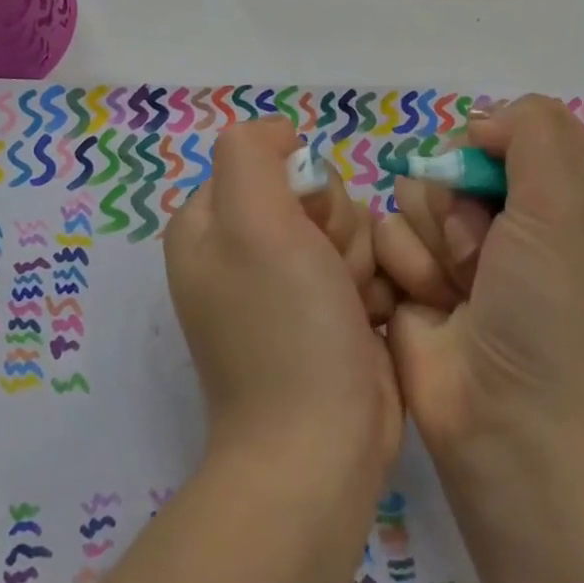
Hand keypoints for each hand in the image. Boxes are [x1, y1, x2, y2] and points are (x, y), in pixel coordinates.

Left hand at [163, 118, 402, 480]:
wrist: (320, 446)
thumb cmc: (285, 326)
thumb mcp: (252, 221)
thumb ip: (251, 153)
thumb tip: (283, 136)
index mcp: (210, 223)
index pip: (271, 159)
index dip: (300, 187)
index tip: (304, 231)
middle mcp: (243, 249)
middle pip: (316, 192)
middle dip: (335, 228)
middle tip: (329, 274)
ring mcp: (286, 284)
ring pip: (349, 226)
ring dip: (360, 261)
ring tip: (350, 307)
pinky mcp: (326, 312)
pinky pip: (365, 266)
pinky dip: (373, 289)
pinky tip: (367, 323)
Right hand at [375, 96, 583, 462]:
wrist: (507, 424)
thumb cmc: (552, 314)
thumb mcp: (568, 206)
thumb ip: (535, 131)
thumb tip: (481, 123)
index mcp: (567, 198)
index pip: (518, 129)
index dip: (499, 144)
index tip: (497, 172)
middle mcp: (513, 218)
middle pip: (454, 156)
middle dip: (460, 203)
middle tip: (484, 254)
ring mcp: (459, 248)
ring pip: (413, 191)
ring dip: (432, 242)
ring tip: (457, 292)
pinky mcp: (412, 274)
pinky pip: (385, 232)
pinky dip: (406, 268)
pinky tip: (427, 306)